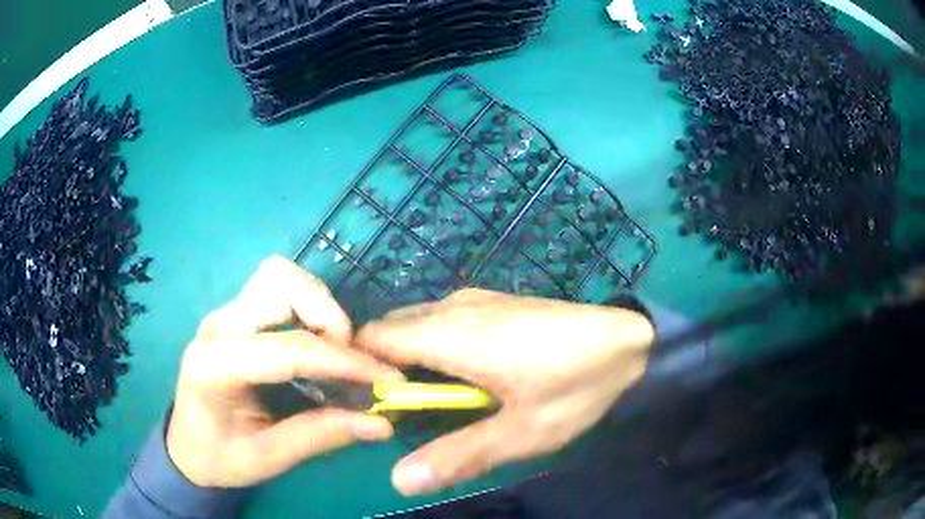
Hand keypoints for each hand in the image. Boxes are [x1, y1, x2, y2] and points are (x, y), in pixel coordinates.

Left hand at [166, 256, 403, 487]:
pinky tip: (317, 347)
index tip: (386, 378)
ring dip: (319, 307)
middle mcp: (217, 326)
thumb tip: (381, 423)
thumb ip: (320, 436)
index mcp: (214, 365)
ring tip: (335, 353)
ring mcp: (226, 315)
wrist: (188, 446)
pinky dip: (310, 309)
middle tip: (349, 360)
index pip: (288, 348)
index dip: (343, 361)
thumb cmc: (219, 457)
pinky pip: (280, 291)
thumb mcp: (268, 458)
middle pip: (280, 282)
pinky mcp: (237, 316)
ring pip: (281, 277)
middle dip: (327, 314)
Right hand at [355, 289, 654, 495]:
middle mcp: (454, 307)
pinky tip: (464, 378)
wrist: (630, 339)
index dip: (360, 371)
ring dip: (410, 362)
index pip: (373, 339)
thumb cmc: (577, 385)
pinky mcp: (491, 302)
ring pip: (415, 325)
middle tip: (406, 416)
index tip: (371, 408)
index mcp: (452, 334)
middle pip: (390, 331)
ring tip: (436, 404)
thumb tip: (398, 480)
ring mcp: (474, 299)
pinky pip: (440, 322)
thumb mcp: (522, 433)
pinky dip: (432, 348)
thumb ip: (458, 455)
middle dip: (383, 370)